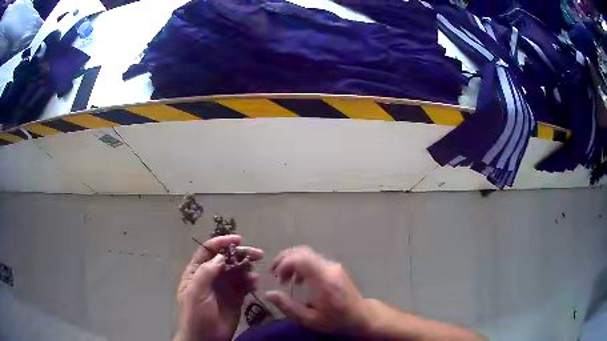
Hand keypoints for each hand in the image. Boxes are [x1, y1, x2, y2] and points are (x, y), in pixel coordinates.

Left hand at [173, 235, 263, 340]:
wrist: (205, 339)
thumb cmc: (195, 315)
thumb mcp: (195, 292)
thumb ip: (206, 272)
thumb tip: (221, 255)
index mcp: (197, 272)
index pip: (209, 251)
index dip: (222, 242)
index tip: (239, 240)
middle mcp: (211, 276)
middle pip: (227, 259)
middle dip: (241, 254)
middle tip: (258, 254)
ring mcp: (224, 287)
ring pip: (237, 271)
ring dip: (247, 269)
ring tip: (253, 275)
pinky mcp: (236, 298)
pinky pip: (244, 285)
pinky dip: (250, 281)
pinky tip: (254, 284)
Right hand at [265, 246, 370, 335]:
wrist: (361, 316)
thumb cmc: (336, 320)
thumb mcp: (310, 320)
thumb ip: (288, 307)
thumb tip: (269, 293)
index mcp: (325, 279)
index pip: (301, 259)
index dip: (284, 264)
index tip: (275, 277)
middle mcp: (330, 267)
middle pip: (303, 251)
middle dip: (284, 259)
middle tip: (273, 273)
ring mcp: (333, 266)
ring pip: (307, 253)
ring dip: (291, 262)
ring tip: (283, 279)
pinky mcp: (334, 268)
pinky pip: (313, 260)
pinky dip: (300, 264)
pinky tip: (297, 280)